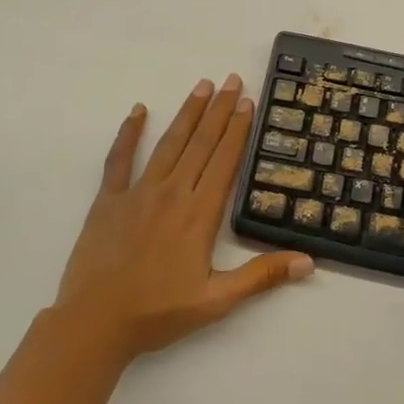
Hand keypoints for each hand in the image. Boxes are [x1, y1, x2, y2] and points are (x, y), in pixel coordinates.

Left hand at [51, 76, 313, 362]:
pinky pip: (119, 159)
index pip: (225, 160)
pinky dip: (129, 133)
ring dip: (187, 113)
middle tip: (231, 79)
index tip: (247, 101)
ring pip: (169, 144)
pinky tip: (138, 111)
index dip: (238, 129)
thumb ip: (262, 276)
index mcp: (200, 214)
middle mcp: (173, 193)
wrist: (95, 324)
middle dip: (219, 110)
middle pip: (201, 143)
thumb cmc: (159, 312)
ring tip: (202, 86)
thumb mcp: (218, 300)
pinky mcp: (109, 200)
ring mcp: (138, 193)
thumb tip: (308, 261)